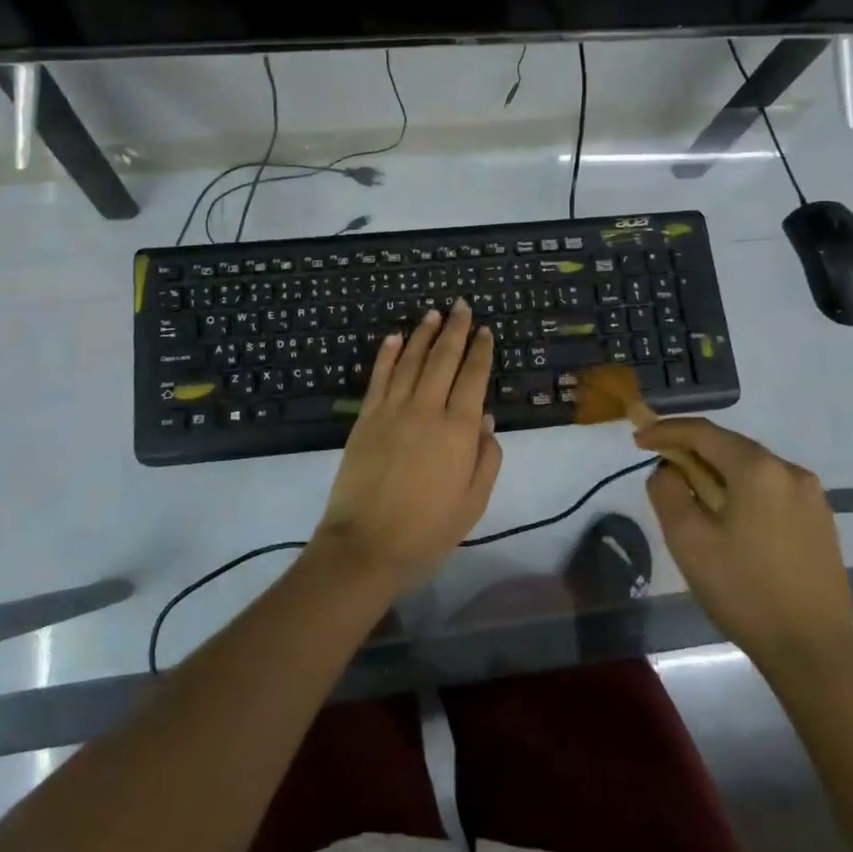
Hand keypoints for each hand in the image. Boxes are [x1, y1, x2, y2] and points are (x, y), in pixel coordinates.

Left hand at [313, 301, 502, 591]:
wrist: (366, 546)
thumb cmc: (428, 530)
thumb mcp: (473, 502)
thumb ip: (486, 457)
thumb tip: (484, 416)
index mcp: (458, 430)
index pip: (473, 378)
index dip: (481, 351)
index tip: (485, 330)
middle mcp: (427, 410)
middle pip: (443, 359)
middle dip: (455, 330)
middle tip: (461, 306)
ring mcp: (392, 410)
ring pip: (411, 361)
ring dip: (423, 334)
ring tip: (432, 314)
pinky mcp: (366, 418)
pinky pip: (379, 377)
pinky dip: (388, 354)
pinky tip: (395, 337)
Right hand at [638, 417, 852, 679]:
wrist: (814, 653)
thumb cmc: (743, 591)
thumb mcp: (687, 539)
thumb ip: (667, 491)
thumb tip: (669, 470)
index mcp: (758, 469)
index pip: (703, 432)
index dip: (665, 430)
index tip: (638, 439)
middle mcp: (790, 471)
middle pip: (729, 446)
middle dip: (691, 451)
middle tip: (659, 465)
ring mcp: (812, 497)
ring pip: (751, 469)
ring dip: (716, 473)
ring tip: (691, 495)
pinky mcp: (820, 521)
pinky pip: (771, 490)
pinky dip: (742, 491)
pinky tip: (728, 518)